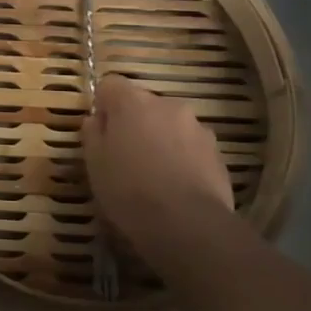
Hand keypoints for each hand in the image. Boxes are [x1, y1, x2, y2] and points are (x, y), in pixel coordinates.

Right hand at [82, 74, 236, 266]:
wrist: (188, 225)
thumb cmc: (129, 189)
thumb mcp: (94, 163)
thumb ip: (92, 133)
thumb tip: (97, 119)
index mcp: (132, 101)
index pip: (110, 84)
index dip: (103, 105)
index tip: (100, 132)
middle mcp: (167, 105)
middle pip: (143, 104)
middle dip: (134, 122)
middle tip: (124, 155)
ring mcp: (197, 127)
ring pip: (169, 125)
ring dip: (160, 139)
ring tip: (153, 174)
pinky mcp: (217, 152)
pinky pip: (190, 146)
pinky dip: (180, 157)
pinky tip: (174, 185)